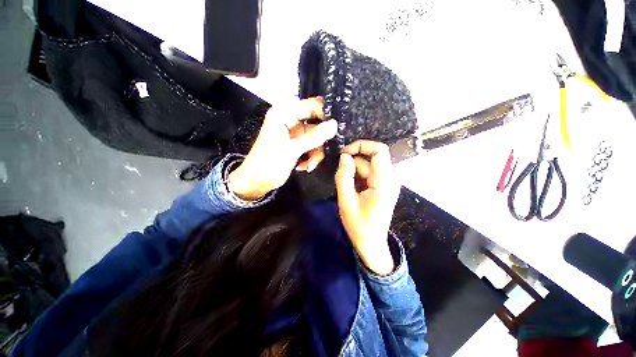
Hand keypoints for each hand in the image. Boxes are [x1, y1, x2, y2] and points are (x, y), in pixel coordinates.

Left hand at [228, 97, 336, 199]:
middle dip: (320, 140)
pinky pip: (313, 146)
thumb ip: (313, 137)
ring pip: (317, 138)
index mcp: (284, 114)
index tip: (335, 129)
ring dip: (316, 152)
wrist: (256, 182)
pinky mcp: (298, 145)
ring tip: (309, 164)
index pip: (311, 105)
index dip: (325, 115)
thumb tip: (333, 125)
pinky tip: (305, 166)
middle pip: (317, 123)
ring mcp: (295, 133)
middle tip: (322, 151)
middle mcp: (290, 120)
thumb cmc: (267, 164)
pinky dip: (312, 157)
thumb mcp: (291, 150)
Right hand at [335, 140, 400, 275]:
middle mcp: (389, 179)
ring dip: (353, 173)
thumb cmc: (359, 226)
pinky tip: (350, 191)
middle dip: (352, 164)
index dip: (362, 146)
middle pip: (370, 159)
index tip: (345, 153)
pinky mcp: (382, 187)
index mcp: (384, 182)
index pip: (379, 151)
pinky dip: (357, 178)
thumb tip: (344, 157)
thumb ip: (344, 177)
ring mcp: (387, 183)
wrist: (371, 244)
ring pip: (367, 167)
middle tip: (339, 175)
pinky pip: (368, 175)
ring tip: (345, 189)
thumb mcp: (346, 201)